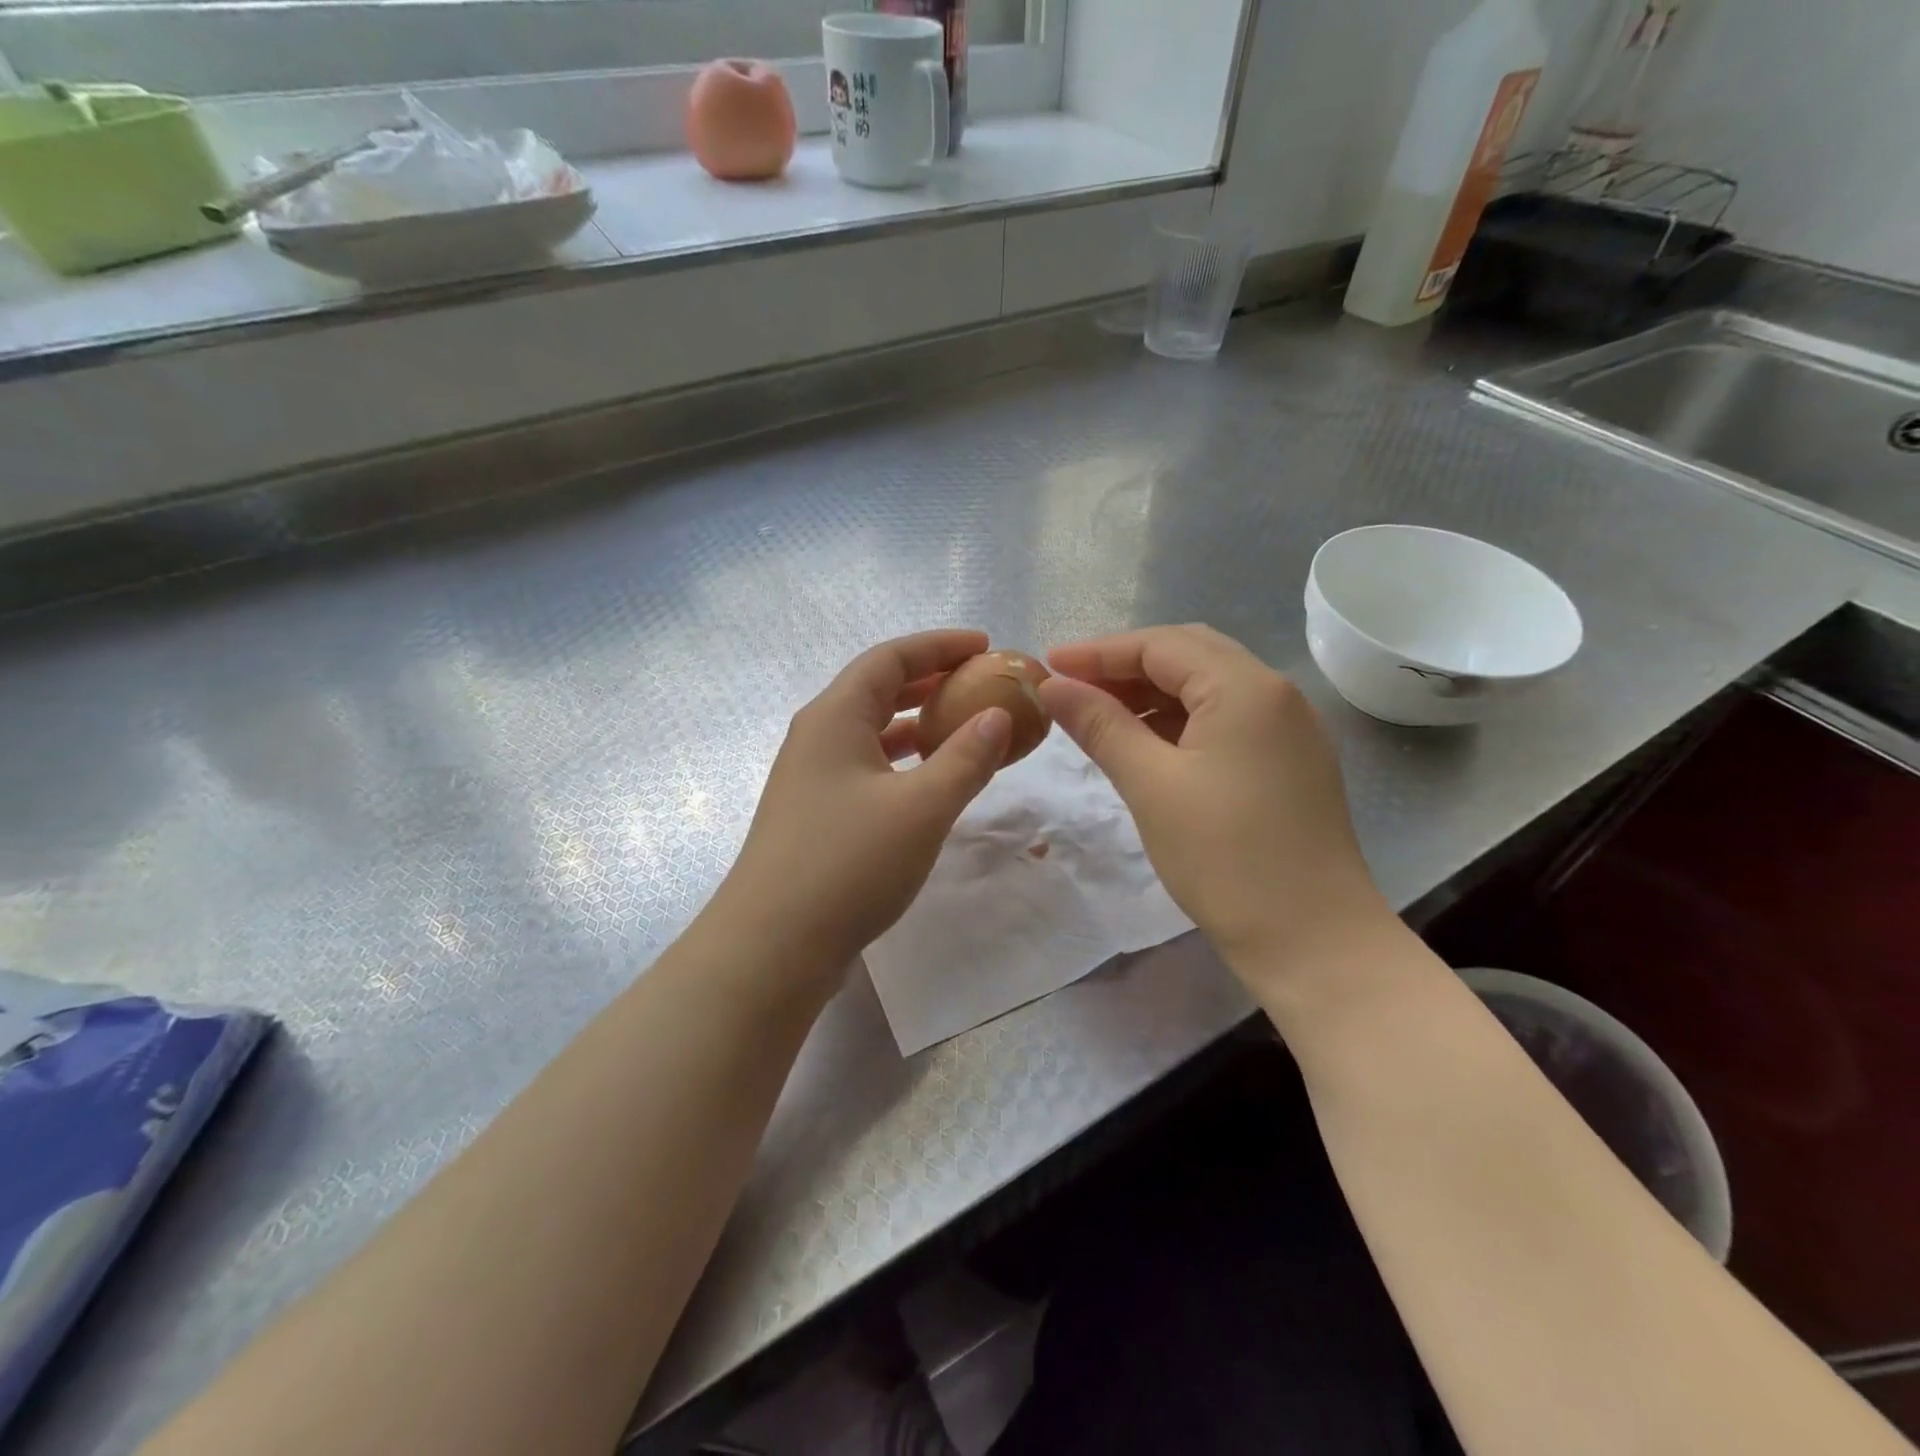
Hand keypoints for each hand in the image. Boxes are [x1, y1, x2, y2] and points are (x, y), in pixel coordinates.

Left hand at [710, 630, 1012, 987]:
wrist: (773, 945)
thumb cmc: (849, 863)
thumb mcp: (922, 807)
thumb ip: (966, 757)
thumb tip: (997, 716)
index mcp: (835, 716)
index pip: (890, 658)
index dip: (939, 646)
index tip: (985, 646)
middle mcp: (818, 736)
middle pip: (878, 688)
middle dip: (931, 680)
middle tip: (981, 683)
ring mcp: (812, 777)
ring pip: (872, 731)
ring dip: (917, 722)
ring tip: (964, 725)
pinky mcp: (815, 813)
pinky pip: (867, 766)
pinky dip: (903, 761)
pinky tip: (928, 780)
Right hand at [1038, 624, 1393, 977]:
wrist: (1313, 940)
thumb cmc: (1225, 858)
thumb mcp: (1150, 785)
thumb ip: (1100, 725)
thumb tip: (1052, 686)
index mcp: (1246, 687)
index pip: (1160, 645)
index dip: (1099, 652)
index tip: (1048, 666)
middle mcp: (1275, 693)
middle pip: (1189, 654)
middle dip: (1126, 666)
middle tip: (1073, 687)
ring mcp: (1290, 727)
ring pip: (1209, 687)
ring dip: (1152, 693)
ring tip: (1100, 715)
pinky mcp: (1290, 760)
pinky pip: (1227, 718)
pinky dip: (1181, 720)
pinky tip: (1147, 742)